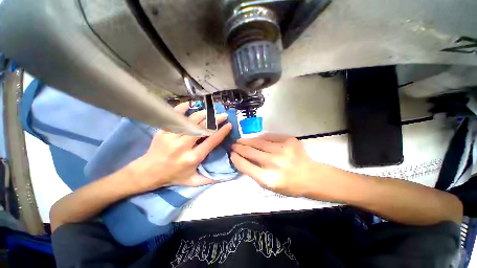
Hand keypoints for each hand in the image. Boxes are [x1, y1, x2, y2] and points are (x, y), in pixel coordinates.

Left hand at [126, 102, 231, 192]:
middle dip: (214, 120)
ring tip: (210, 111)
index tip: (228, 125)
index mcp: (192, 157)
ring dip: (202, 114)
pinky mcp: (163, 131)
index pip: (211, 141)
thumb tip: (225, 177)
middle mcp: (183, 146)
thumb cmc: (173, 176)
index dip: (221, 132)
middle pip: (202, 128)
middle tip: (222, 115)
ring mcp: (172, 137)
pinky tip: (189, 104)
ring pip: (190, 121)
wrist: (147, 172)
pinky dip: (181, 109)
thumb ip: (209, 179)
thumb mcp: (192, 181)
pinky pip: (173, 117)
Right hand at [231, 134, 333, 196]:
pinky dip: (260, 138)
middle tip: (233, 145)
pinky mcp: (289, 141)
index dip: (236, 159)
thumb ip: (255, 174)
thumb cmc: (290, 185)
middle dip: (239, 147)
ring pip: (258, 142)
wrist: (311, 177)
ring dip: (247, 141)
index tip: (231, 154)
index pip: (246, 166)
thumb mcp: (270, 187)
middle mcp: (274, 163)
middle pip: (250, 152)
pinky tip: (256, 139)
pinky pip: (270, 137)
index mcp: (268, 179)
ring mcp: (282, 150)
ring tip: (241, 140)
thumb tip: (243, 160)